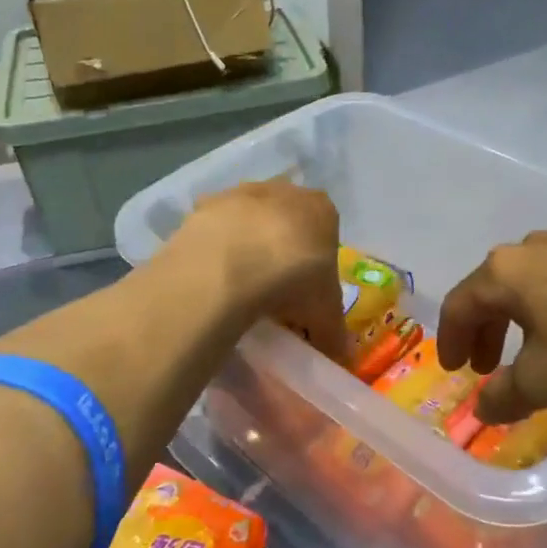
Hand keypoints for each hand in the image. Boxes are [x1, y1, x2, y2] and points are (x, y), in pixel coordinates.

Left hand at [163, 180, 347, 361]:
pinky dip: (216, 248)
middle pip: (287, 223)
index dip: (316, 265)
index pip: (326, 234)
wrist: (231, 264)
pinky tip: (213, 276)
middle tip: (273, 292)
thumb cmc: (293, 280)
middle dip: (281, 251)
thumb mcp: (324, 315)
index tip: (306, 294)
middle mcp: (285, 191)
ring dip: (247, 246)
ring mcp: (242, 192)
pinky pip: (216, 230)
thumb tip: (340, 356)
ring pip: (250, 222)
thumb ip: (333, 333)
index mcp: (322, 209)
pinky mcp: (206, 204)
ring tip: (240, 287)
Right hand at [437, 232, 546, 423]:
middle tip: (489, 365)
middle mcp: (535, 248)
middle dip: (487, 330)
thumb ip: (506, 395)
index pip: (460, 303)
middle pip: (495, 288)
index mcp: (505, 272)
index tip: (453, 368)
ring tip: (537, 351)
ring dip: (524, 318)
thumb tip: (483, 407)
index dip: (450, 339)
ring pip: (534, 282)